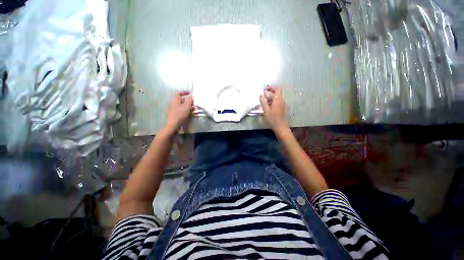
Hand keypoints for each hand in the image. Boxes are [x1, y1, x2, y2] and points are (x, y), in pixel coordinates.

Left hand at [165, 92, 193, 131]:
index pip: (179, 93)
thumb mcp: (187, 107)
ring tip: (193, 108)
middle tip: (193, 102)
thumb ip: (189, 100)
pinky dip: (185, 109)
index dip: (184, 92)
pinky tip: (189, 112)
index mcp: (175, 100)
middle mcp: (172, 102)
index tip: (190, 94)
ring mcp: (172, 108)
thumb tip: (191, 96)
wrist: (173, 124)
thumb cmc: (180, 115)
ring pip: (181, 104)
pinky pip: (180, 109)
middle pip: (180, 99)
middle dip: (187, 100)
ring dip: (187, 105)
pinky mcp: (173, 113)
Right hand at [260, 86, 287, 132]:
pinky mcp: (281, 107)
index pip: (276, 89)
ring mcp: (282, 104)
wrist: (280, 126)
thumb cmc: (273, 119)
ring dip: (271, 96)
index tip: (264, 90)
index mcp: (278, 99)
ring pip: (277, 96)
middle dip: (271, 91)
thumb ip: (263, 102)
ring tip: (264, 99)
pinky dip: (272, 100)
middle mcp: (281, 100)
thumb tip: (261, 95)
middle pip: (277, 91)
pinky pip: (277, 101)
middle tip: (264, 93)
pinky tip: (267, 104)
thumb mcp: (266, 110)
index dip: (270, 88)